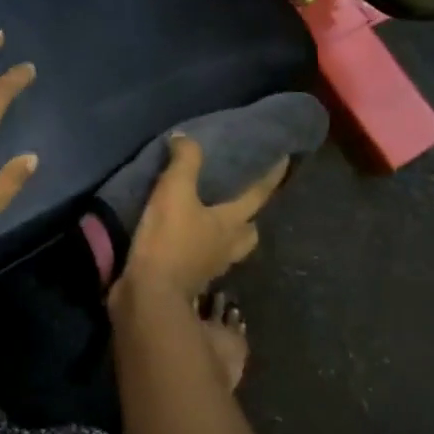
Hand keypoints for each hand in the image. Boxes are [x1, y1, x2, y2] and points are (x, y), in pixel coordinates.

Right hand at [115, 135, 287, 303]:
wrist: (149, 295)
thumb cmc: (169, 240)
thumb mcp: (174, 190)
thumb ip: (184, 161)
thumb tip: (186, 138)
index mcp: (231, 224)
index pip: (258, 195)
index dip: (271, 176)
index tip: (284, 159)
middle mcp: (228, 247)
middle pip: (249, 231)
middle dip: (249, 216)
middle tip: (240, 198)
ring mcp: (211, 267)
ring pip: (229, 248)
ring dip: (226, 233)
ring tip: (210, 216)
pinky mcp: (191, 280)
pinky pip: (205, 259)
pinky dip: (200, 247)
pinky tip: (185, 238)